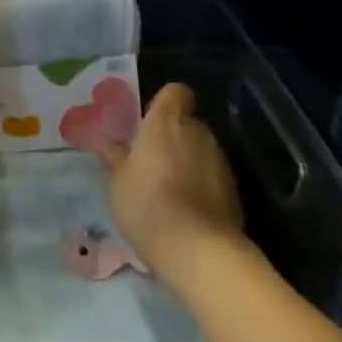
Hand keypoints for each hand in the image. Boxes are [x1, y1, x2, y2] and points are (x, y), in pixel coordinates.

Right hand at [98, 82, 246, 279]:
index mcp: (166, 121)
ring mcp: (220, 159)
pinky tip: (188, 209)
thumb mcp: (118, 182)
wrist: (199, 251)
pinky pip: (213, 175)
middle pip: (187, 121)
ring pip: (201, 149)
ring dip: (188, 160)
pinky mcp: (235, 189)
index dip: (164, 102)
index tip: (148, 121)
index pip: (175, 91)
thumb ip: (115, 157)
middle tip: (151, 160)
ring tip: (169, 189)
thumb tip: (107, 142)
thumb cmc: (148, 204)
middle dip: (173, 135)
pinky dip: (202, 184)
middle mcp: (197, 131)